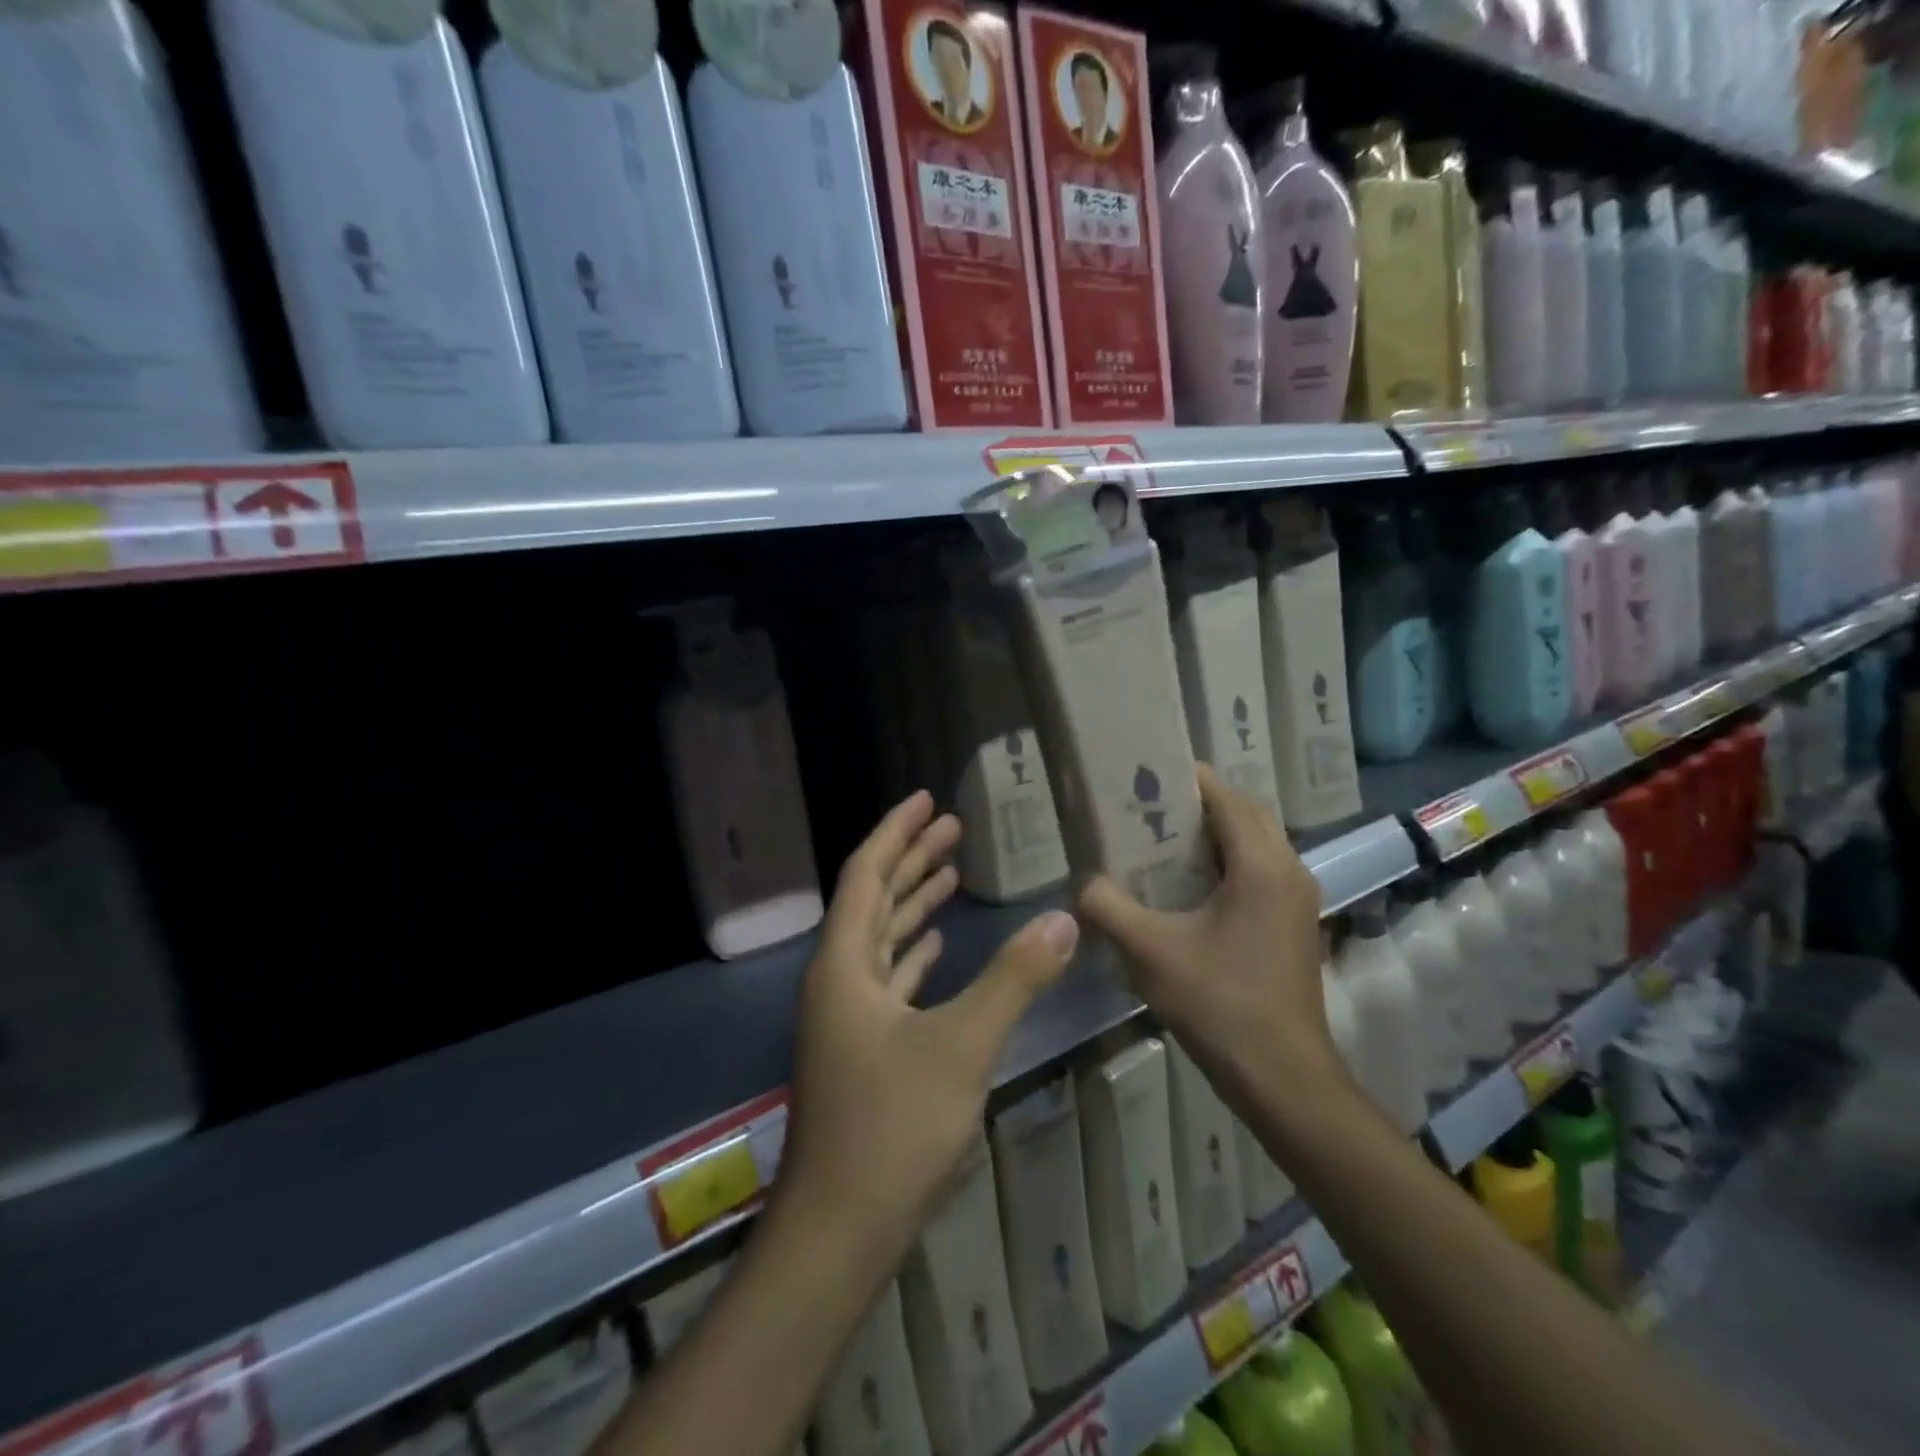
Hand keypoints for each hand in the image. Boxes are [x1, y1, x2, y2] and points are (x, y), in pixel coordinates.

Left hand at [778, 790, 1080, 1263]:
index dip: (896, 832)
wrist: (838, 1229)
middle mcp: (838, 979)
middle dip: (911, 858)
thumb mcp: (961, 1045)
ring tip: (952, 869)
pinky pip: (888, 978)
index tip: (926, 799)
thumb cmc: (891, 1127)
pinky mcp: (863, 1047)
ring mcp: (847, 1015)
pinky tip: (936, 943)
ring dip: (913, 902)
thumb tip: (1064, 920)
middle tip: (952, 825)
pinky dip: (914, 951)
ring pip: (882, 938)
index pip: (867, 874)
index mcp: (844, 964)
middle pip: (874, 899)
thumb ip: (1013, 979)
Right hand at [1077, 764, 1344, 1111]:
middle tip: (1149, 805)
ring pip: (1257, 842)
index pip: (1227, 797)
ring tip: (1162, 837)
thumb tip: (1082, 883)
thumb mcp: (1149, 952)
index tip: (1146, 772)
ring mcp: (1298, 898)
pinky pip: (1261, 870)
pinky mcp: (1294, 923)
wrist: (1282, 1077)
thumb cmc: (1219, 1004)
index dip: (1189, 777)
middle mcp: (1290, 870)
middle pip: (1246, 813)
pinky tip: (1189, 883)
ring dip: (1216, 831)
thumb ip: (1107, 906)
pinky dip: (1229, 860)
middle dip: (1201, 802)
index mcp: (1262, 866)